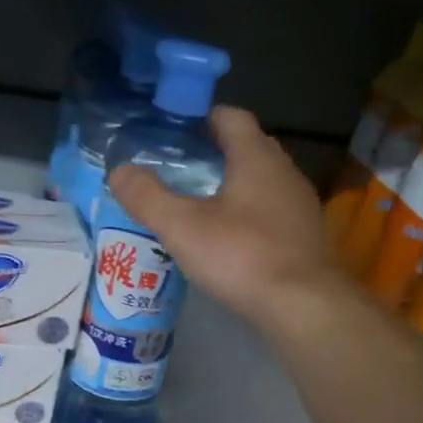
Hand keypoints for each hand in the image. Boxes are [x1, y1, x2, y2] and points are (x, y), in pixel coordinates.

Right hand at [108, 107, 343, 324]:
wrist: (304, 305)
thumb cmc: (242, 256)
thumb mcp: (182, 227)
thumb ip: (148, 197)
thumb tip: (119, 171)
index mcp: (256, 157)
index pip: (231, 117)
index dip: (202, 118)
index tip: (174, 131)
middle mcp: (283, 171)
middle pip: (247, 148)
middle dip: (214, 152)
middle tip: (178, 168)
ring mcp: (298, 205)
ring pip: (260, 182)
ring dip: (231, 186)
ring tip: (197, 204)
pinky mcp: (303, 236)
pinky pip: (270, 212)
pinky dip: (247, 215)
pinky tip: (227, 238)